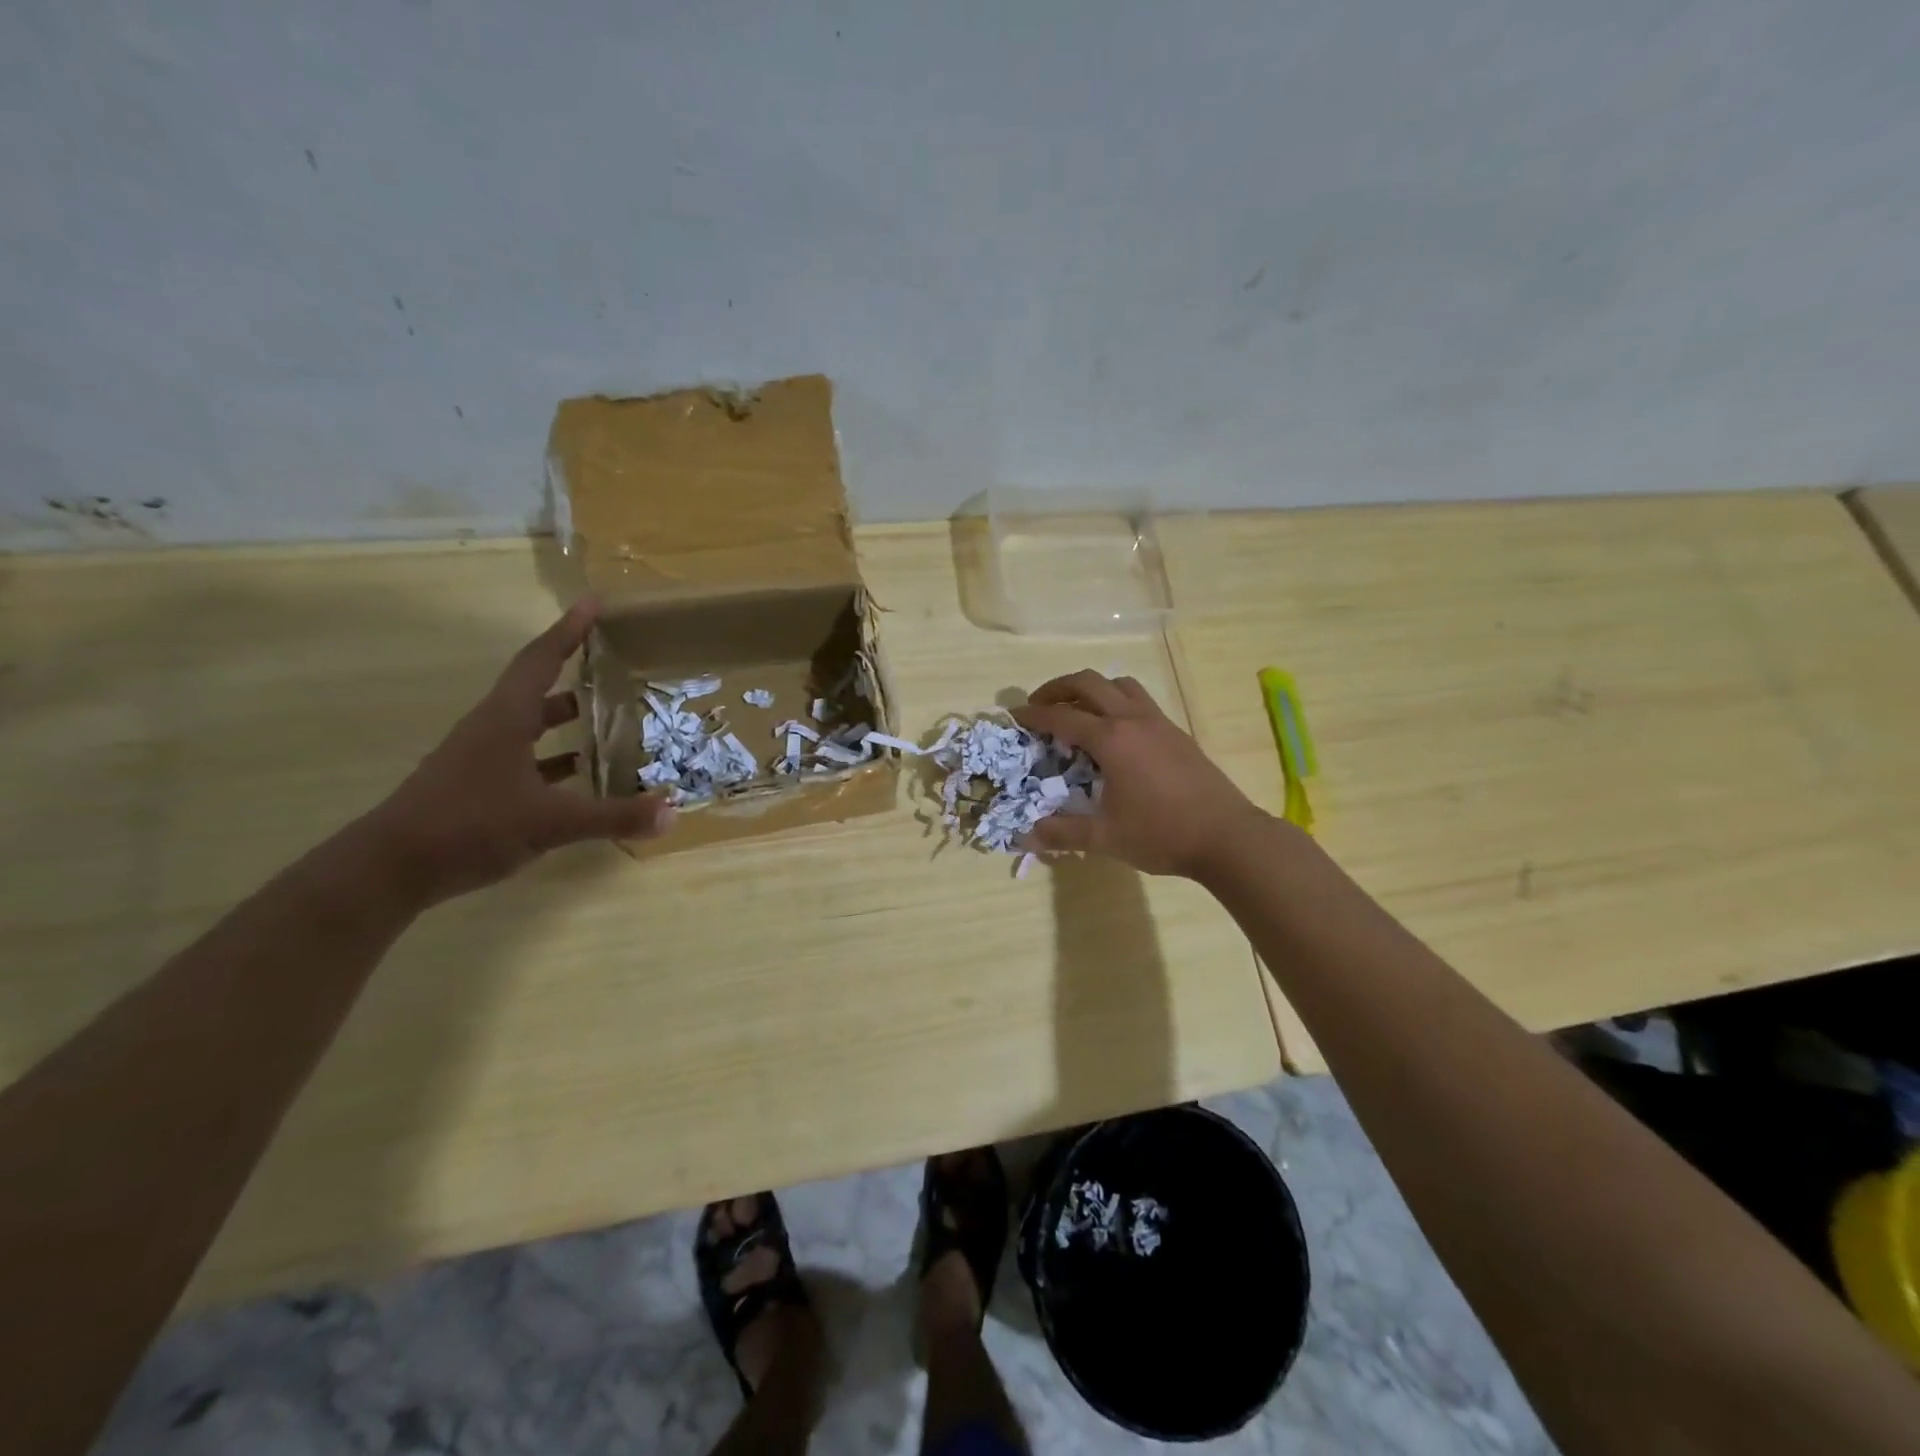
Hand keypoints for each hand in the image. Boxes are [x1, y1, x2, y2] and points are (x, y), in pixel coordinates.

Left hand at [364, 599, 674, 904]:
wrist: (390, 870)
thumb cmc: (468, 826)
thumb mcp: (550, 822)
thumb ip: (613, 817)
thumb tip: (672, 812)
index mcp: (506, 719)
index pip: (541, 660)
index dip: (569, 630)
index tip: (594, 602)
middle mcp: (492, 729)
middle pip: (537, 688)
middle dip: (575, 672)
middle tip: (616, 663)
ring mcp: (482, 759)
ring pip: (532, 725)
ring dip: (567, 718)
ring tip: (611, 718)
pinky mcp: (478, 786)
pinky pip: (527, 759)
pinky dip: (556, 760)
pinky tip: (582, 776)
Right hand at [1011, 670, 1264, 877]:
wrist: (1227, 836)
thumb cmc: (1161, 833)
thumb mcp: (1105, 837)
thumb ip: (1062, 833)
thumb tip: (1025, 836)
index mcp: (1111, 739)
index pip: (1062, 717)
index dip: (1034, 715)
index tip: (1014, 717)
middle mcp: (1133, 720)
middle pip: (1089, 682)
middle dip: (1058, 688)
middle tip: (1040, 706)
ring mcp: (1159, 722)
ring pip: (1120, 684)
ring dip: (1093, 689)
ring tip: (1078, 712)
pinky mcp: (1177, 733)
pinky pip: (1140, 701)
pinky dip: (1117, 702)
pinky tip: (1116, 733)